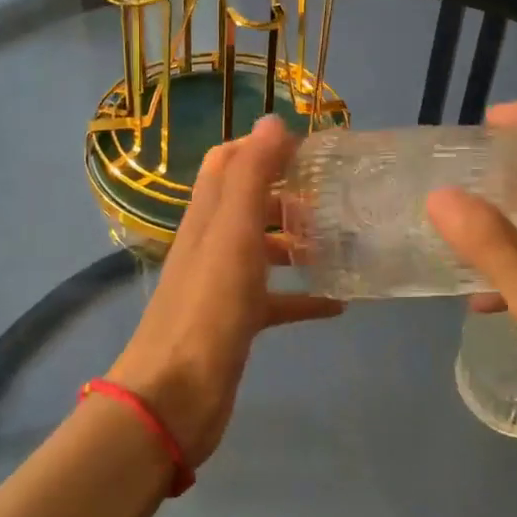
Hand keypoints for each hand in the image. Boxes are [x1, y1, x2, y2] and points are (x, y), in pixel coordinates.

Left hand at [106, 115, 341, 466]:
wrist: (175, 395)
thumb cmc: (209, 307)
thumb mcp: (233, 233)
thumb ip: (251, 176)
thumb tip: (272, 120)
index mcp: (207, 215)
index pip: (228, 161)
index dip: (263, 147)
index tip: (309, 148)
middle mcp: (212, 242)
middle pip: (249, 203)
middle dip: (289, 194)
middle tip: (335, 196)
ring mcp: (223, 283)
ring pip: (263, 249)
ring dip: (297, 241)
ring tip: (341, 242)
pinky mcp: (237, 321)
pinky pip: (276, 299)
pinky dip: (303, 295)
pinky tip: (338, 303)